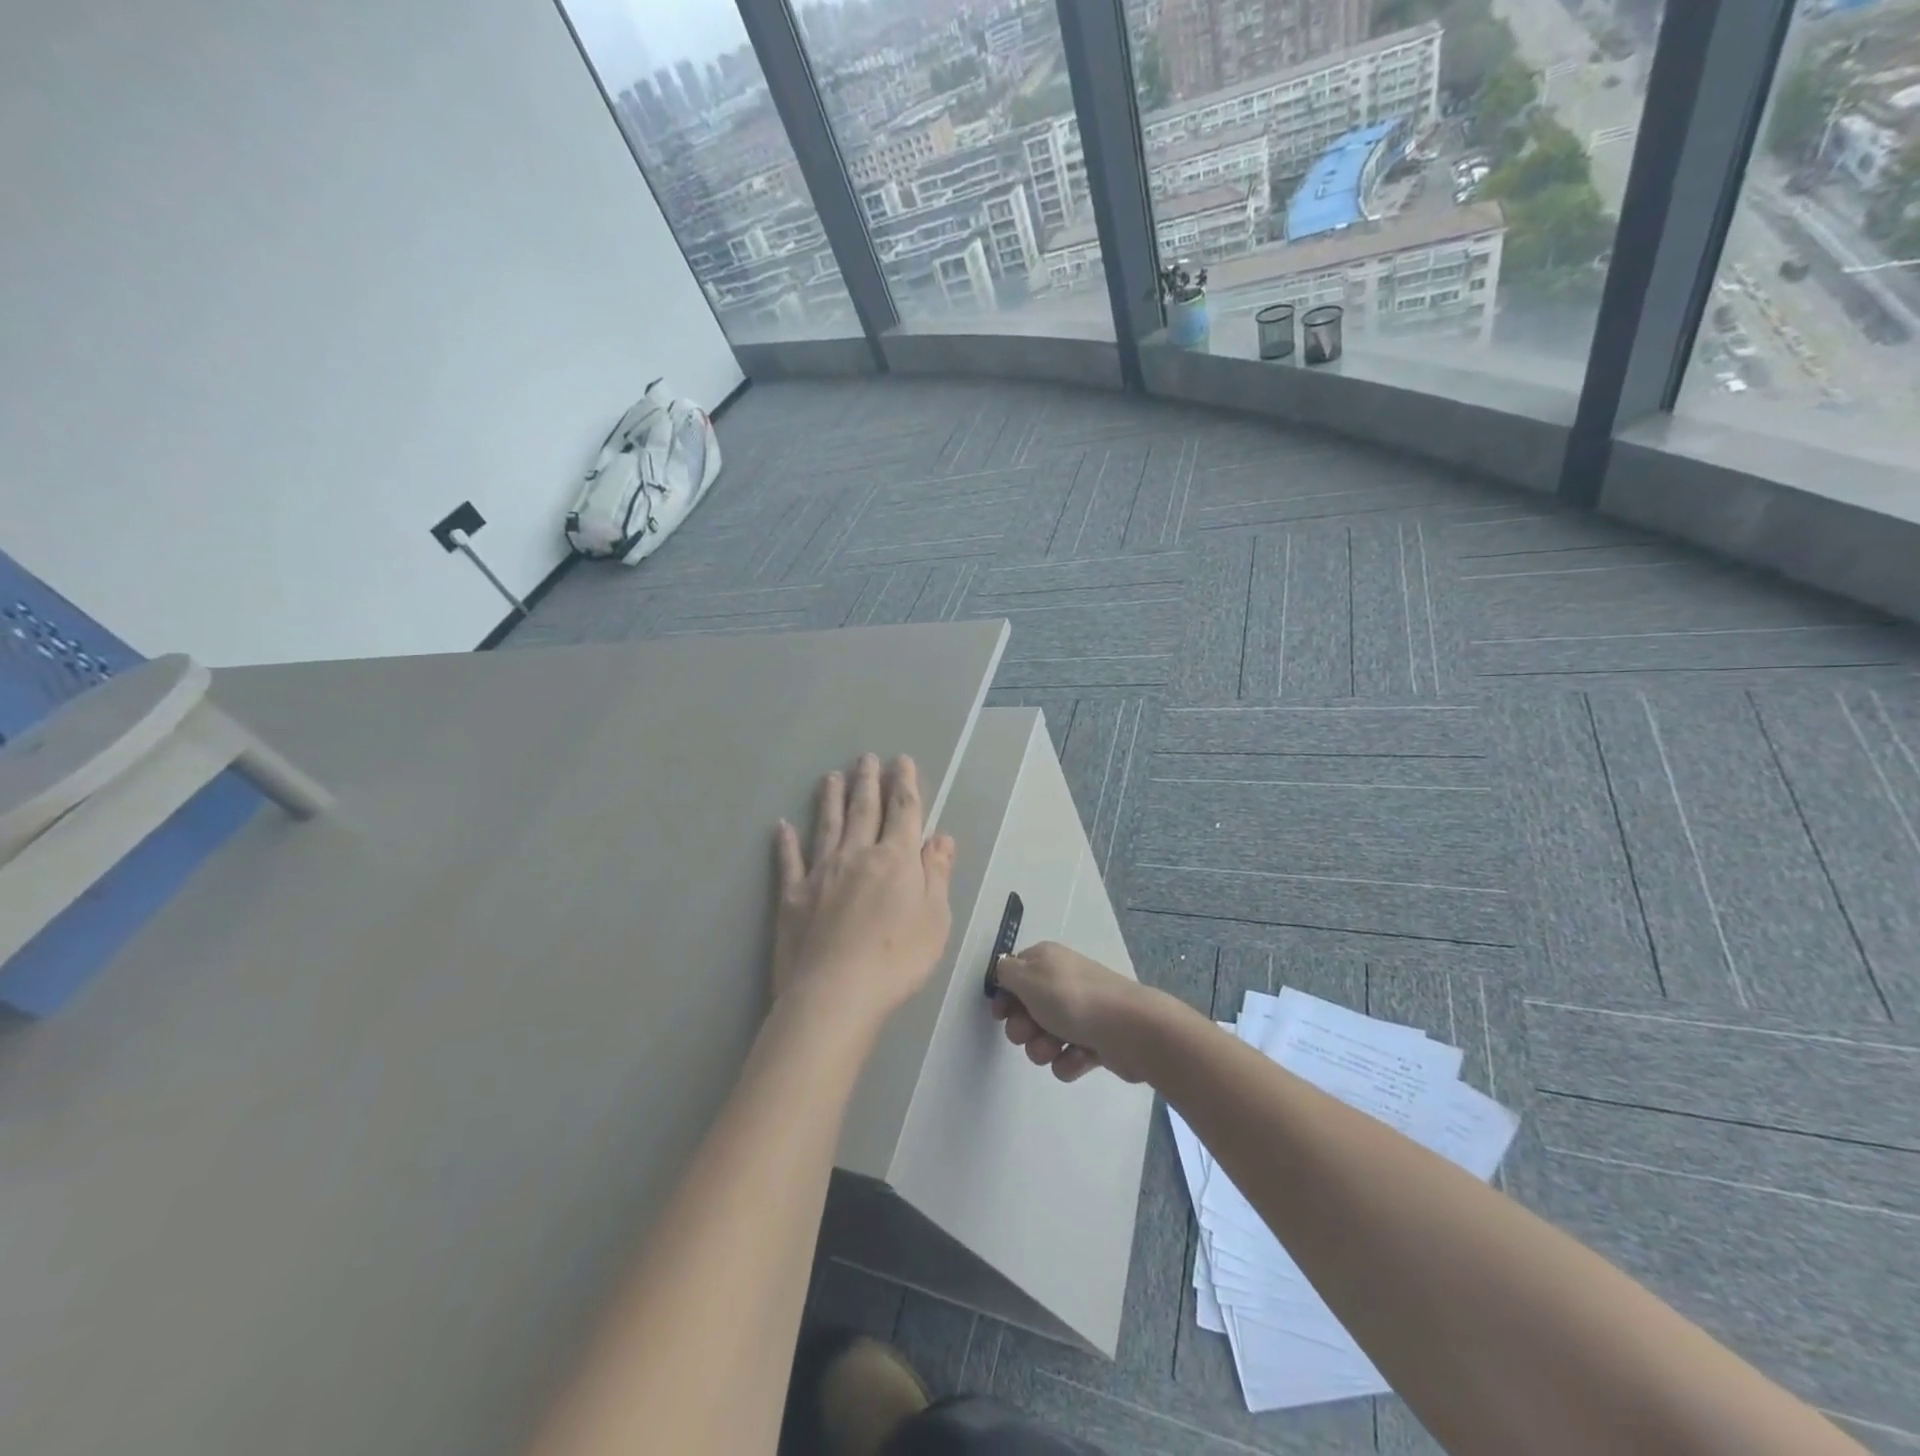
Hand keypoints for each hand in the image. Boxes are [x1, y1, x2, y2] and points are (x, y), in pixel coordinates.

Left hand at [772, 754, 956, 1027]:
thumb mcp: (935, 918)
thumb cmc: (897, 959)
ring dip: (830, 799)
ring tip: (831, 776)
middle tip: (866, 757)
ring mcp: (821, 873)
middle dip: (868, 781)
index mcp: (895, 859)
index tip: (902, 761)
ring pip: (827, 826)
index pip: (903, 812)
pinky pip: (789, 861)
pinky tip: (782, 826)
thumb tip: (940, 836)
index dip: (904, 784)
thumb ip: (936, 873)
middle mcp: (857, 855)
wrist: (835, 993)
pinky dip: (786, 842)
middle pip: (863, 810)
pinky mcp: (792, 896)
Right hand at [990, 941, 1161, 1082]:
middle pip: (1025, 1010)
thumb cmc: (1073, 999)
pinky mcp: (1093, 1042)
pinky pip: (1066, 1057)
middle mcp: (1061, 983)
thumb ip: (1006, 973)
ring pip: (1043, 1038)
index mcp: (1046, 961)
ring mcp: (1079, 1013)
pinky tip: (1080, 1056)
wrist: (1130, 1030)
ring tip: (1058, 1047)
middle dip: (1023, 1028)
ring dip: (1043, 1047)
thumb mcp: (1029, 978)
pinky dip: (1069, 1060)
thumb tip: (1004, 970)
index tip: (1001, 1014)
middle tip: (1031, 1031)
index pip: (1013, 975)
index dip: (1004, 997)